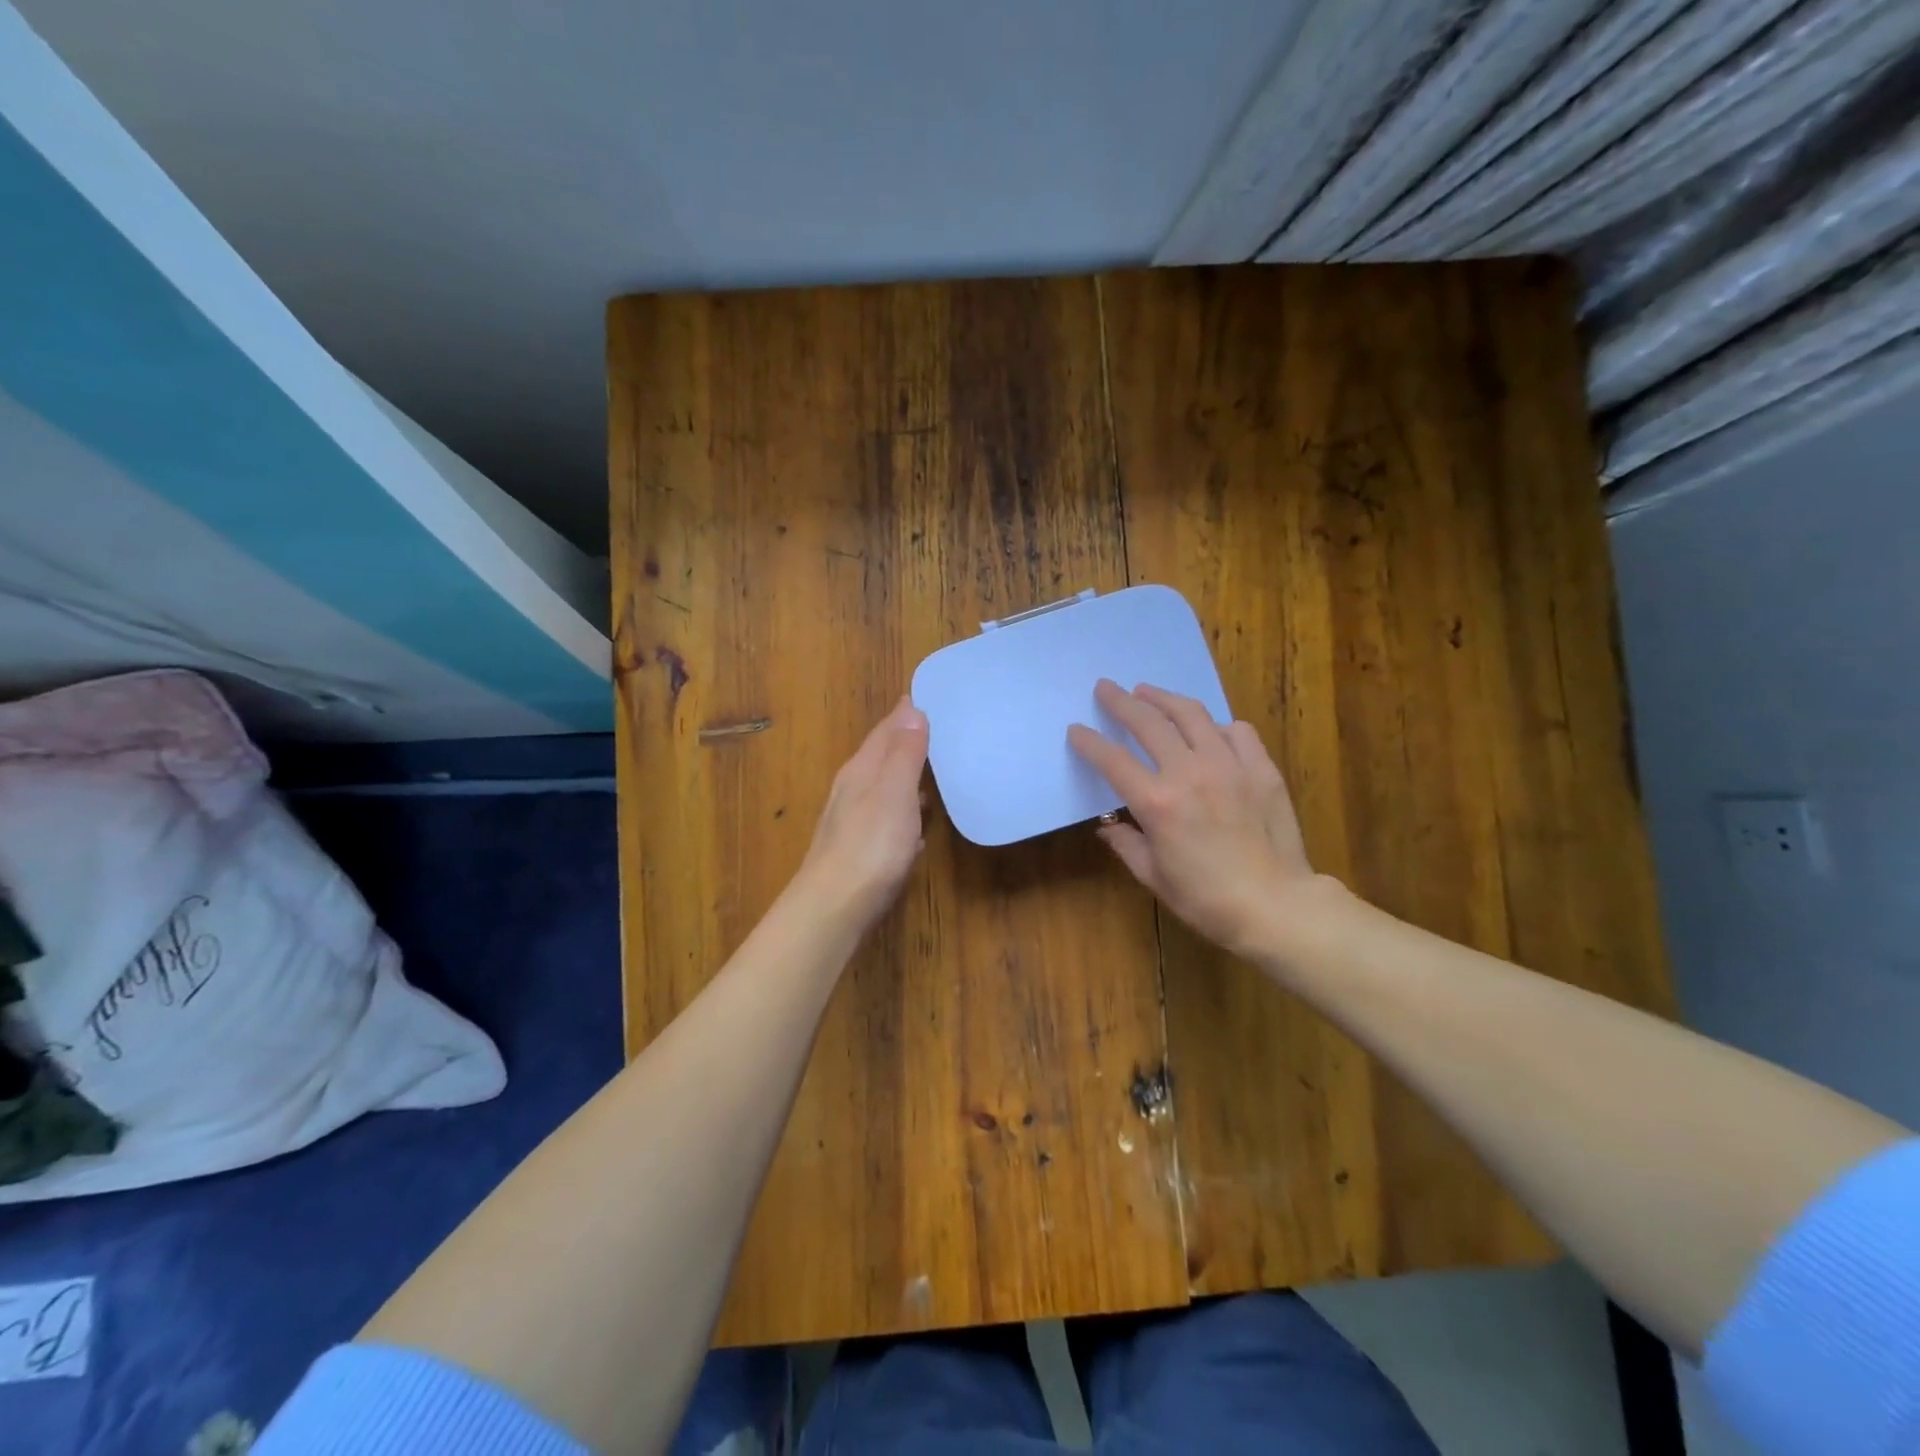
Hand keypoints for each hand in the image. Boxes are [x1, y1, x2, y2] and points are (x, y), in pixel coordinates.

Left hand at [794, 696, 929, 926]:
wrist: (835, 907)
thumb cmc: (871, 846)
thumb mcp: (894, 793)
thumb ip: (904, 753)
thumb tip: (911, 709)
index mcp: (861, 771)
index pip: (884, 732)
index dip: (903, 714)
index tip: (922, 697)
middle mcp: (853, 791)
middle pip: (881, 758)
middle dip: (906, 743)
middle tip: (936, 729)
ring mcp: (854, 823)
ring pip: (884, 789)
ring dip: (906, 778)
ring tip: (933, 772)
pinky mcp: (861, 852)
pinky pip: (887, 821)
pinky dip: (904, 815)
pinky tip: (917, 828)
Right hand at [1068, 680, 1328, 955]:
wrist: (1276, 905)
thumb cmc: (1206, 899)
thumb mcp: (1153, 876)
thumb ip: (1126, 844)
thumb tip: (1108, 827)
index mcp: (1156, 802)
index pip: (1112, 760)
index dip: (1089, 742)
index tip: (1076, 730)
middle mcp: (1189, 773)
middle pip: (1148, 723)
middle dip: (1121, 702)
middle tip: (1107, 688)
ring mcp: (1229, 766)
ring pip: (1192, 715)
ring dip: (1164, 699)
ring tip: (1148, 692)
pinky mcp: (1261, 769)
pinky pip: (1237, 731)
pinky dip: (1216, 726)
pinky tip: (1209, 730)